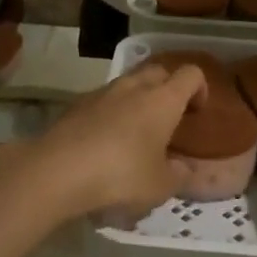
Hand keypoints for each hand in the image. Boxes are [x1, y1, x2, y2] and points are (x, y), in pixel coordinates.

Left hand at [3, 60, 206, 222]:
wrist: (57, 170)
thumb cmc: (120, 175)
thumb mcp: (160, 186)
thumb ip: (178, 175)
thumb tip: (184, 168)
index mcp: (163, 100)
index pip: (191, 74)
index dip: (200, 88)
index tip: (197, 112)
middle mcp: (134, 86)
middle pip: (159, 71)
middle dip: (168, 88)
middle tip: (170, 118)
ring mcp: (102, 92)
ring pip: (129, 83)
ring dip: (138, 98)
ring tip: (137, 130)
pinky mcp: (76, 104)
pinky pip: (104, 100)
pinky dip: (112, 111)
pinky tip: (106, 141)